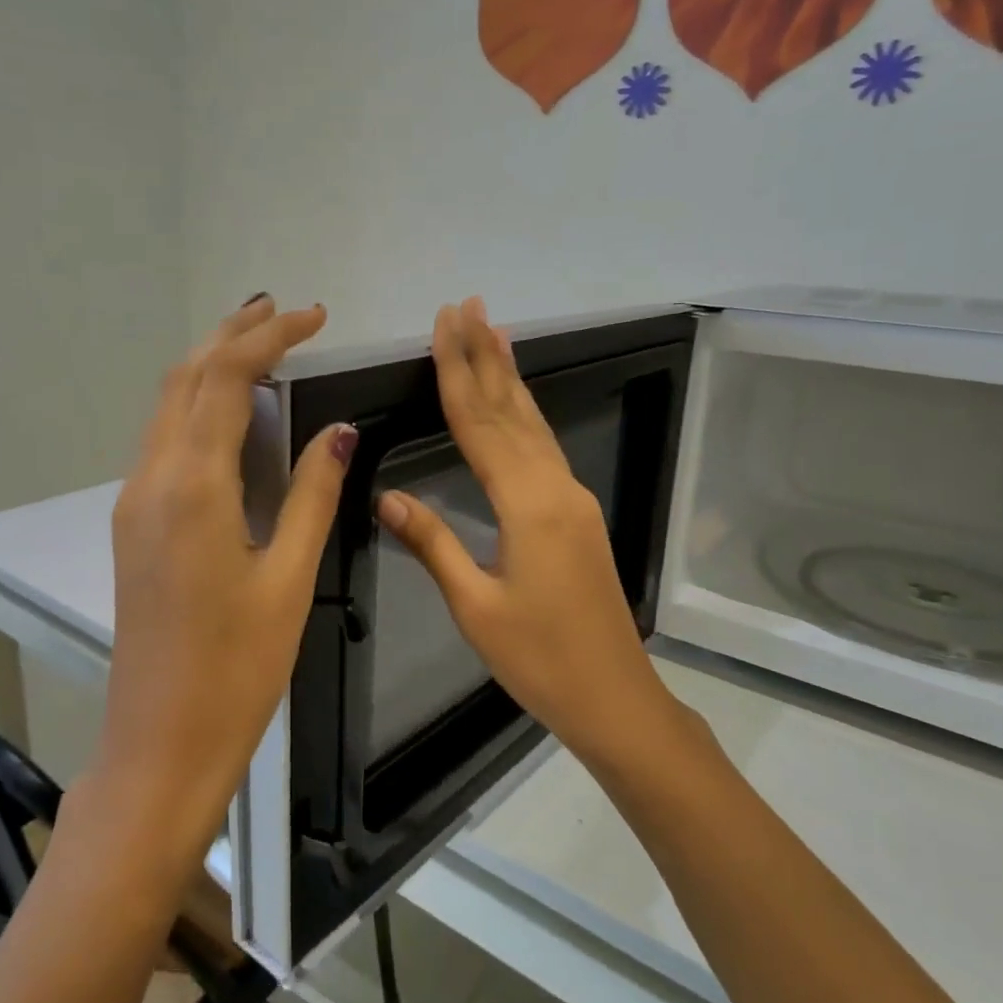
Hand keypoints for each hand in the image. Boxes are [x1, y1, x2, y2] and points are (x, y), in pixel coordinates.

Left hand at [101, 295, 355, 849]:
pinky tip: (234, 417)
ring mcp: (134, 503)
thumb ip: (311, 495)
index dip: (268, 337)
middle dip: (232, 335)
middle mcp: (151, 481)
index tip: (313, 316)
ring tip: (261, 348)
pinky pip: (164, 442)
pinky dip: (198, 408)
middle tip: (283, 313)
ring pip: (166, 407)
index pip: (224, 379)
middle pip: (184, 379)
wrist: (161, 741)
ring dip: (210, 367)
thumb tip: (338, 432)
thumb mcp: (289, 578)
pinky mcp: (134, 526)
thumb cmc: (238, 668)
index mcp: (192, 488)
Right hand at [376, 299, 673, 762]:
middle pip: (512, 411)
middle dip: (486, 356)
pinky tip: (517, 405)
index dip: (457, 372)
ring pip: (534, 425)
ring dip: (509, 378)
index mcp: (528, 505)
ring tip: (495, 333)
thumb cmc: (540, 659)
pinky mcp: (578, 516)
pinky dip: (525, 415)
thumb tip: (387, 495)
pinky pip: (545, 449)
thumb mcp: (475, 607)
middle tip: (469, 306)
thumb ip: (433, 544)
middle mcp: (556, 488)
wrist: (615, 697)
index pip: (480, 425)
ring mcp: (573, 499)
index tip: (445, 324)